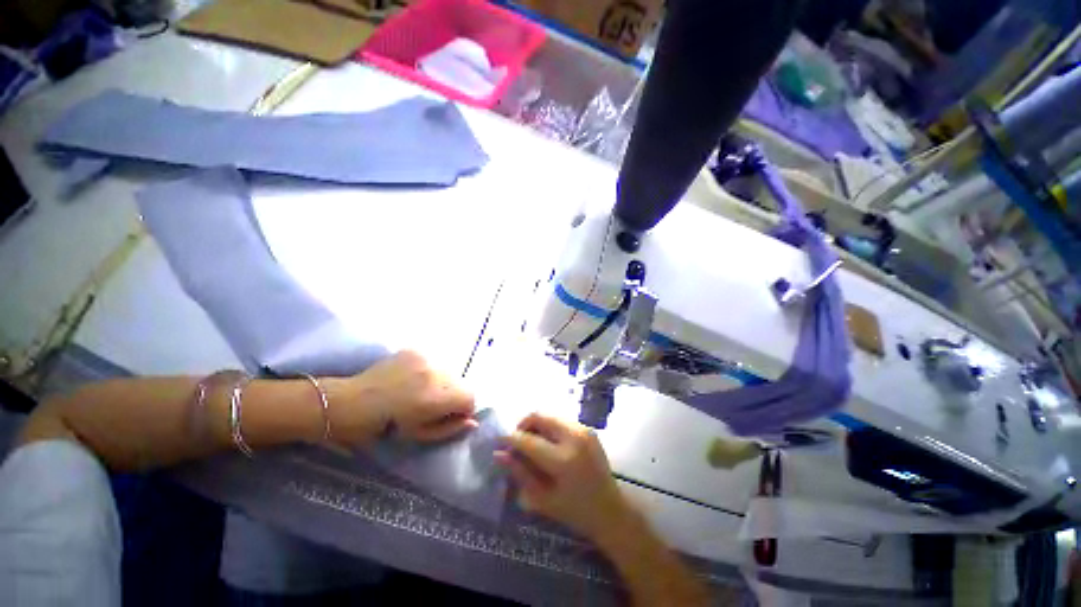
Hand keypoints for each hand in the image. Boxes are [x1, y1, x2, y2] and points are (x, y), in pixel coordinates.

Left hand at [329, 351, 476, 443]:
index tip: (448, 416)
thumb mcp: (419, 435)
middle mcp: (435, 372)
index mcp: (436, 396)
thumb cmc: (384, 427)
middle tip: (432, 405)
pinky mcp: (415, 350)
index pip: (470, 397)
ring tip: (420, 391)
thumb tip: (472, 422)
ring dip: (442, 382)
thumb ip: (449, 429)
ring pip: (449, 371)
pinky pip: (434, 362)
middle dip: (452, 395)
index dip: (463, 409)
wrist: (352, 402)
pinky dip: (429, 371)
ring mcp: (425, 358)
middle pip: (461, 383)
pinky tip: (412, 379)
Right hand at [496, 413, 629, 540]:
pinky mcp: (588, 428)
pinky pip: (561, 420)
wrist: (610, 509)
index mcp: (563, 460)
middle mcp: (574, 437)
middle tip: (516, 441)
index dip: (510, 438)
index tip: (499, 441)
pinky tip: (547, 443)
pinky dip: (549, 427)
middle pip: (540, 416)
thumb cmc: (574, 512)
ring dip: (536, 425)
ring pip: (550, 415)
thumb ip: (520, 473)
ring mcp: (584, 429)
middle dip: (523, 424)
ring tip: (531, 443)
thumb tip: (498, 454)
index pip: (529, 440)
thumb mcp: (542, 499)